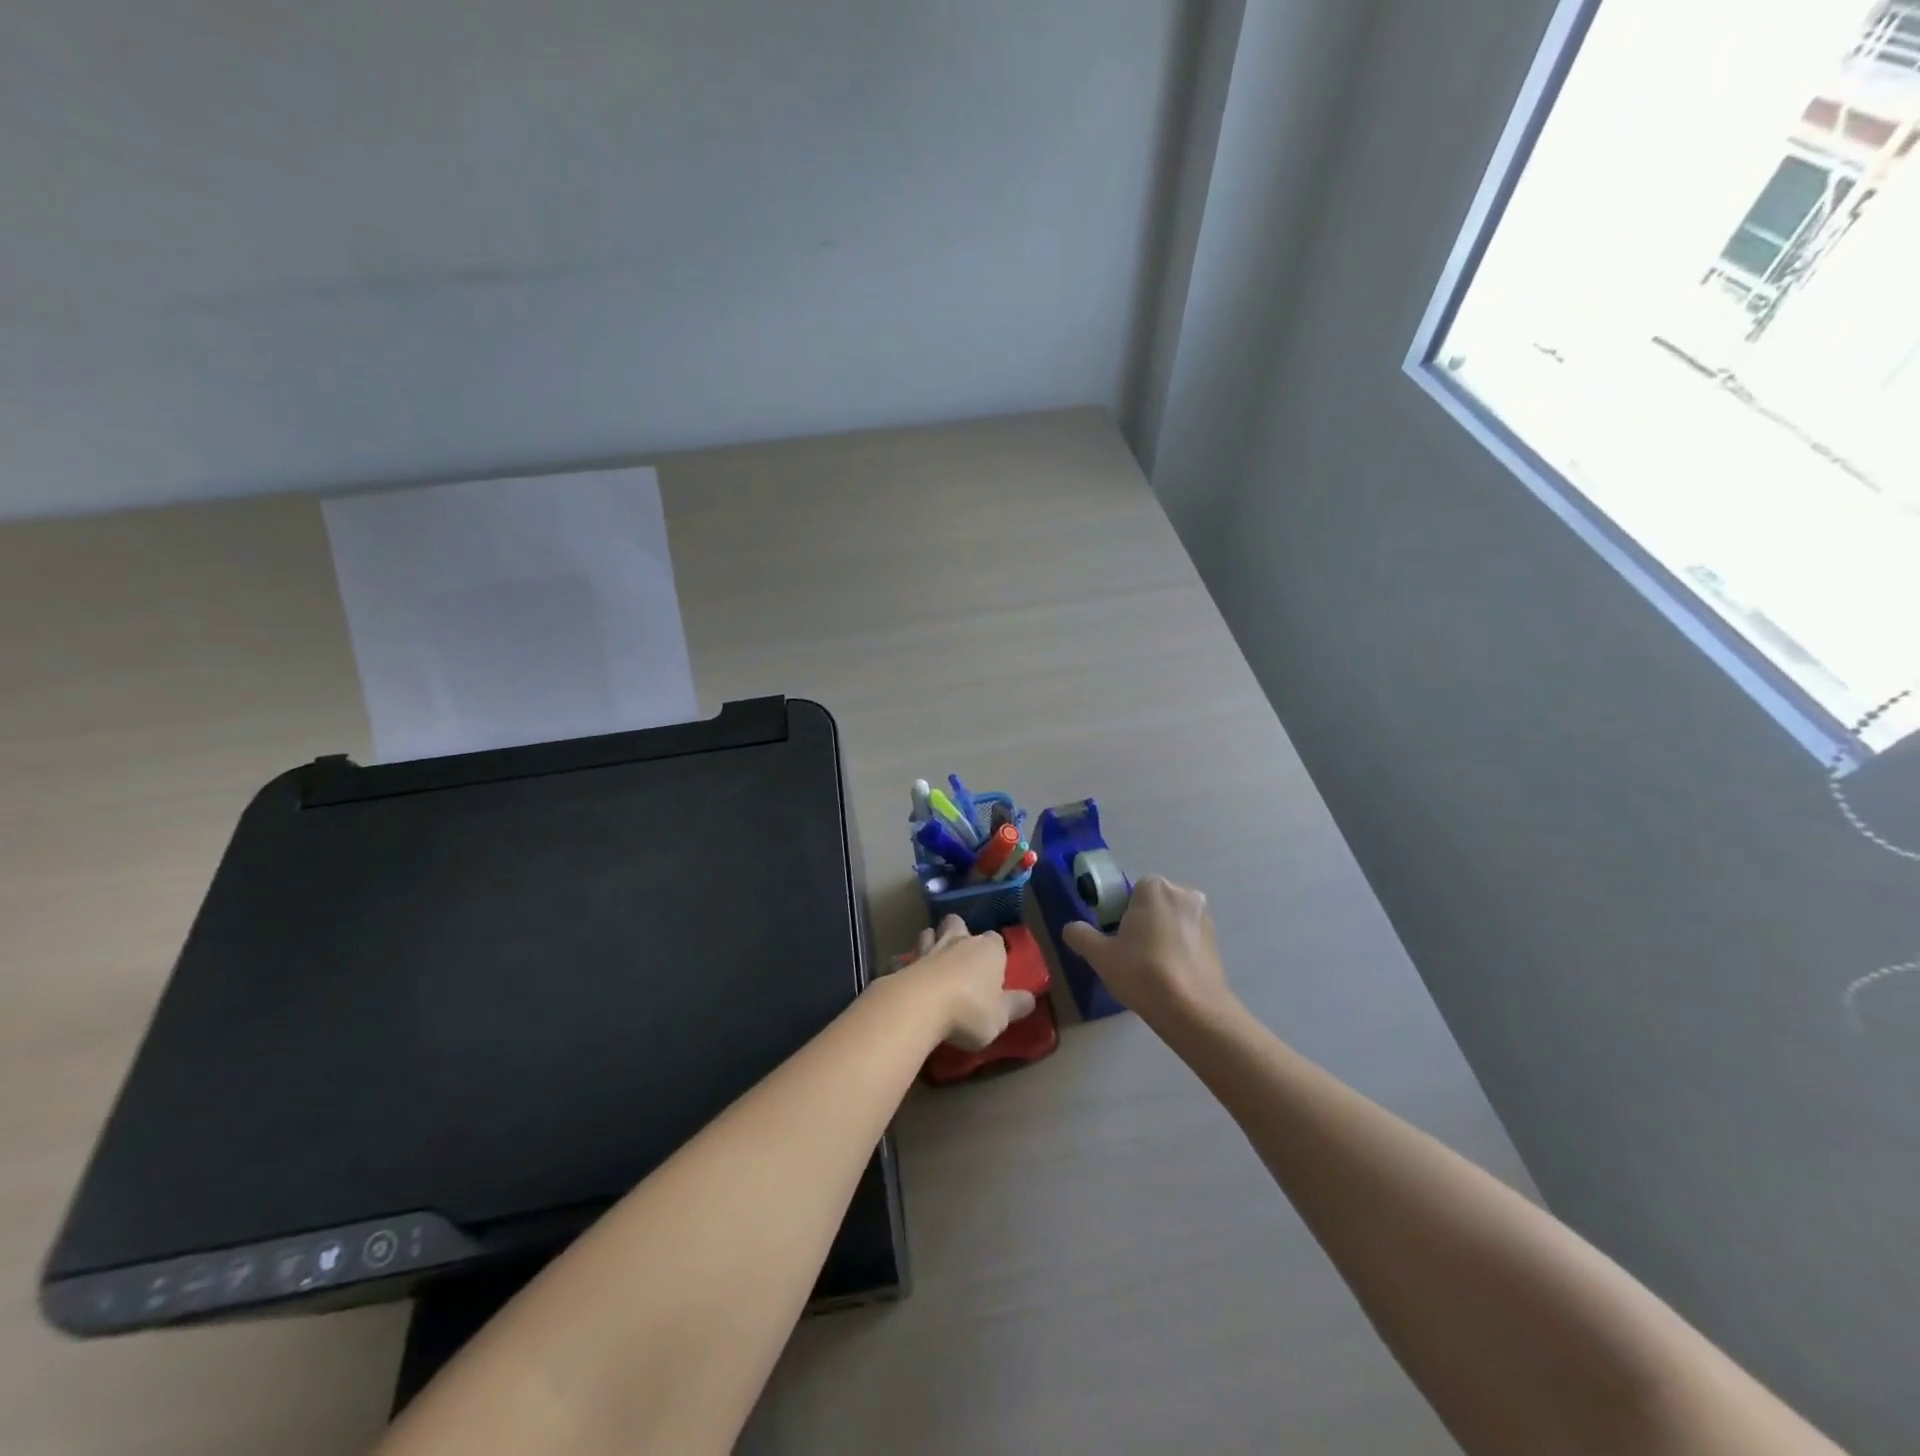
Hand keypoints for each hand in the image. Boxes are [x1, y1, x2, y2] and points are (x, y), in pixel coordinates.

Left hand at [892, 917, 1033, 1050]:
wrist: (919, 1007)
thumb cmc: (970, 1010)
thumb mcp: (1001, 1016)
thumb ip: (1015, 1006)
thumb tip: (1030, 999)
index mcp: (988, 950)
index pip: (996, 940)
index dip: (995, 951)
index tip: (995, 968)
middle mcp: (958, 942)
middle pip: (958, 924)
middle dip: (958, 931)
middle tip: (959, 951)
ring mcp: (927, 950)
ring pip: (928, 933)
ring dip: (930, 942)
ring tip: (932, 959)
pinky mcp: (903, 964)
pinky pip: (903, 960)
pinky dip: (904, 965)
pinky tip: (904, 976)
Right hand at [1061, 876, 1234, 1029]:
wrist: (1193, 1010)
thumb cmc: (1143, 972)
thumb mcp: (1100, 955)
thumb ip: (1080, 935)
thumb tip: (1071, 928)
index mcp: (1155, 887)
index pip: (1131, 890)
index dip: (1120, 912)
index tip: (1116, 937)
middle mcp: (1184, 893)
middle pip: (1154, 902)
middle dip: (1143, 921)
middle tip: (1130, 952)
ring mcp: (1205, 917)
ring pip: (1173, 920)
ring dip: (1162, 934)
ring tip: (1150, 967)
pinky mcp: (1217, 941)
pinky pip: (1189, 937)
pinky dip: (1179, 948)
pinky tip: (1170, 974)